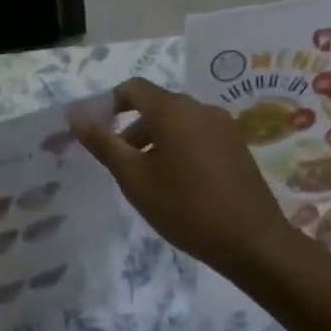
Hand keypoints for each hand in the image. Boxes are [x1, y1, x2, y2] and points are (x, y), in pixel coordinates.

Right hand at [75, 78, 295, 280]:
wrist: (254, 242)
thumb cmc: (186, 208)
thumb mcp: (134, 178)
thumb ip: (103, 143)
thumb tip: (76, 115)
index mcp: (173, 109)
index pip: (133, 88)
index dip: (110, 104)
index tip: (98, 133)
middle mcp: (200, 108)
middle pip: (156, 106)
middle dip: (133, 129)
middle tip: (122, 165)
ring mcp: (223, 126)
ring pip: (178, 122)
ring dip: (157, 141)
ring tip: (150, 180)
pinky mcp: (238, 146)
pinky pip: (199, 135)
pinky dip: (181, 148)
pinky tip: (181, 185)